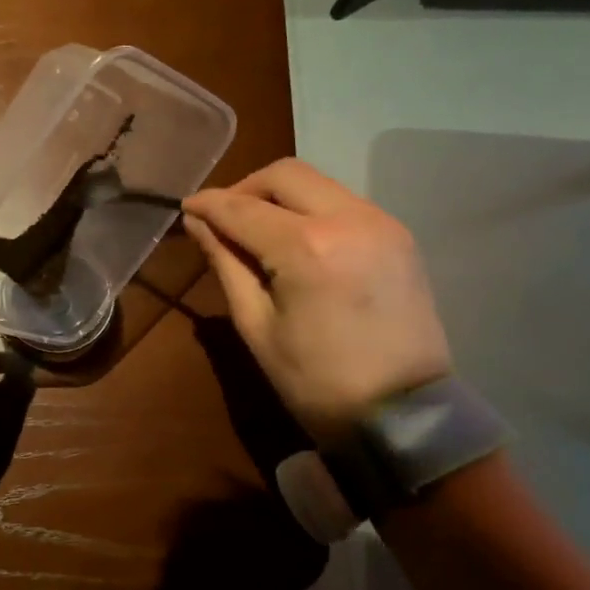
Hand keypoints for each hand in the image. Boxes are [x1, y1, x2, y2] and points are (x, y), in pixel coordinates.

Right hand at [182, 158, 450, 441]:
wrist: (404, 414)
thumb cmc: (316, 381)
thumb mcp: (257, 326)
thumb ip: (227, 264)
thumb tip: (198, 223)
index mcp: (306, 248)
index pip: (243, 208)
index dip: (208, 204)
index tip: (185, 208)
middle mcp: (348, 219)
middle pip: (285, 174)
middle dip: (245, 188)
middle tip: (223, 218)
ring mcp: (380, 222)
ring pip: (317, 183)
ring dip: (279, 196)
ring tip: (257, 230)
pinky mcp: (398, 235)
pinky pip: (343, 202)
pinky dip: (311, 209)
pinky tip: (296, 241)